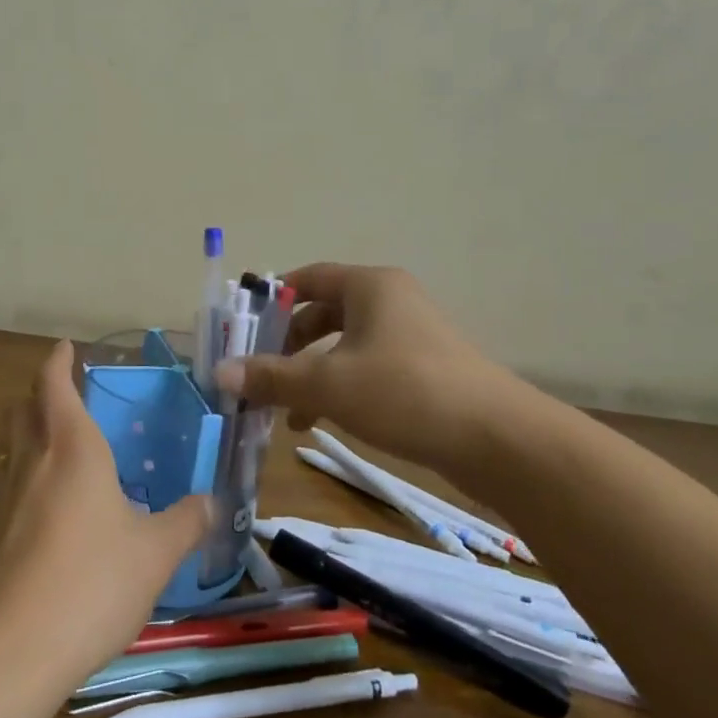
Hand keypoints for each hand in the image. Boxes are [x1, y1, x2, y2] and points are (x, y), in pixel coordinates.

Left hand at [0, 341, 211, 681]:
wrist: (9, 648)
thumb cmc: (91, 581)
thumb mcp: (156, 553)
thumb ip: (186, 522)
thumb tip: (211, 502)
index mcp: (72, 447)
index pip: (54, 384)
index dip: (58, 362)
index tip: (66, 348)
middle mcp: (29, 460)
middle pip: (22, 408)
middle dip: (40, 395)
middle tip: (66, 400)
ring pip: (8, 448)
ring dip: (27, 438)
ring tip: (57, 456)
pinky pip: (2, 489)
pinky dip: (20, 482)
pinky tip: (42, 514)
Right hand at [214, 263, 531, 473]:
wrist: (499, 439)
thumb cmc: (405, 392)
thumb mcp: (328, 384)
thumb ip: (271, 377)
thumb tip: (219, 374)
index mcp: (370, 286)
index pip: (308, 278)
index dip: (272, 300)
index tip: (243, 328)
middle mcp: (390, 301)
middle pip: (323, 314)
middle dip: (287, 346)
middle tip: (259, 374)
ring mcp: (411, 336)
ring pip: (343, 347)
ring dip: (310, 374)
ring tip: (284, 412)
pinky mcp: (424, 370)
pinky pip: (366, 369)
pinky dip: (339, 388)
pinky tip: (321, 421)